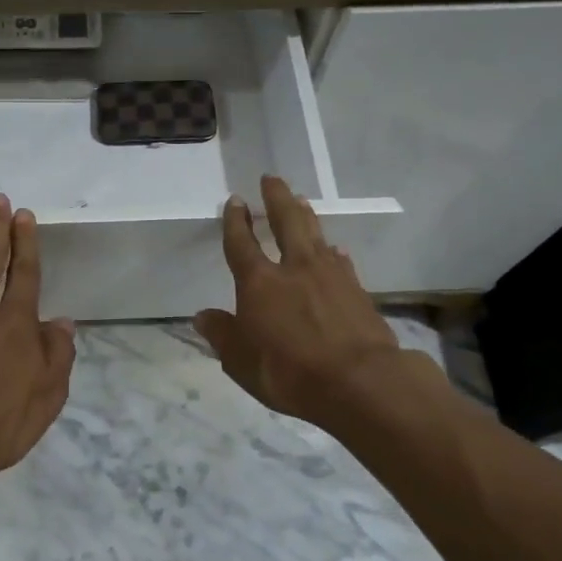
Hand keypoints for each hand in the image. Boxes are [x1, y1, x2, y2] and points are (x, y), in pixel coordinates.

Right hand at [193, 174, 404, 427]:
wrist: (359, 382)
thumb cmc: (289, 372)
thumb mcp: (242, 361)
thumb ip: (222, 335)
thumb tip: (202, 316)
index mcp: (259, 283)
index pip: (242, 244)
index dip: (235, 221)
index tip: (234, 200)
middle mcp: (293, 269)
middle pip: (285, 222)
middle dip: (276, 198)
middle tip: (271, 179)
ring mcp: (329, 276)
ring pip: (314, 234)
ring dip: (305, 215)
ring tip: (300, 200)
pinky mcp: (356, 290)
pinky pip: (340, 261)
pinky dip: (333, 252)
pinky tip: (335, 250)